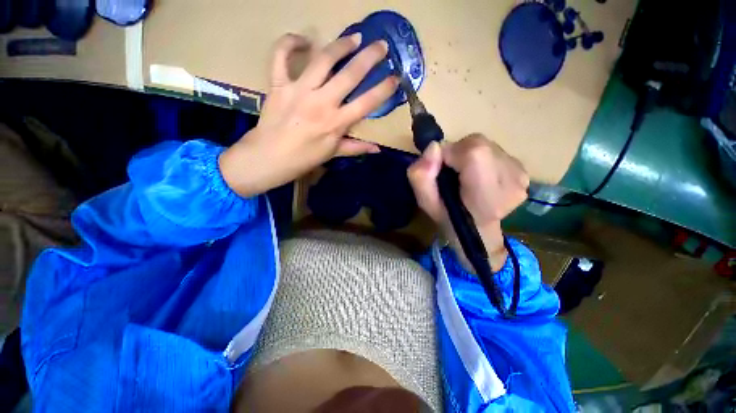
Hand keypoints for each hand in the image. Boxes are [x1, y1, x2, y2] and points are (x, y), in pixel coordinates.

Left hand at [220, 33, 398, 196]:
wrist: (269, 158)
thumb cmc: (304, 159)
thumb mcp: (333, 154)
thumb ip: (356, 147)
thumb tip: (377, 149)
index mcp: (336, 123)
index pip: (366, 103)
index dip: (383, 89)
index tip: (395, 78)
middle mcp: (321, 102)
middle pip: (350, 75)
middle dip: (370, 57)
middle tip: (382, 45)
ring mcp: (299, 90)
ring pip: (323, 59)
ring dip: (341, 45)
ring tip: (354, 38)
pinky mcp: (279, 84)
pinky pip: (281, 56)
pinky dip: (290, 43)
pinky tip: (303, 40)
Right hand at [407, 134, 529, 270]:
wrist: (477, 230)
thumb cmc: (449, 218)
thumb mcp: (425, 202)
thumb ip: (421, 176)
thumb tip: (433, 147)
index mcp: (486, 196)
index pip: (473, 152)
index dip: (451, 153)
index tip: (441, 168)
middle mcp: (511, 182)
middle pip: (478, 144)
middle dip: (457, 152)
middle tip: (451, 172)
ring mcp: (521, 176)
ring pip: (485, 144)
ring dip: (468, 155)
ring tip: (464, 175)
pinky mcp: (523, 170)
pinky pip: (494, 150)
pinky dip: (480, 157)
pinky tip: (478, 175)